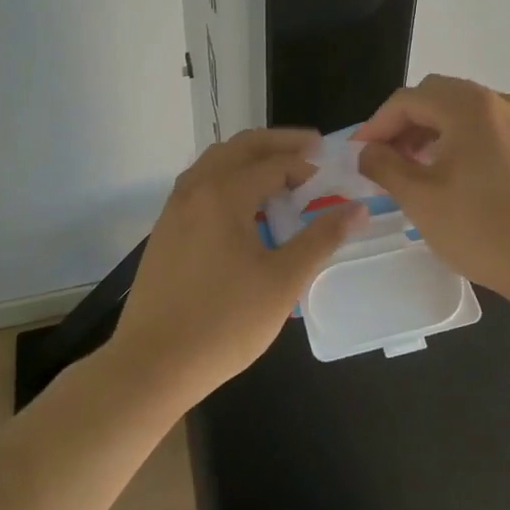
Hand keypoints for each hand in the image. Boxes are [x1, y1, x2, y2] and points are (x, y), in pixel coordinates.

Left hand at [109, 128, 362, 405]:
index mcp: (223, 194)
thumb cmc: (224, 323)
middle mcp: (195, 190)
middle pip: (240, 147)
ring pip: (215, 162)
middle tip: (311, 150)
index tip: (332, 173)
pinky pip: (200, 185)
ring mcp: (174, 210)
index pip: (274, 162)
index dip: (307, 164)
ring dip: (250, 158)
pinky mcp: (164, 232)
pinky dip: (228, 178)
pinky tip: (244, 207)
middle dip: (278, 143)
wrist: (151, 366)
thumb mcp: (283, 281)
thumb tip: (358, 209)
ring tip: (280, 174)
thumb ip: (321, 238)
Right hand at [354, 75, 509, 308]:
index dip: (377, 124)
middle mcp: (499, 103)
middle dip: (406, 124)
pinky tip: (457, 178)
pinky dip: (463, 142)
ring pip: (466, 113)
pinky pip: (489, 131)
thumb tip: (367, 151)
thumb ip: (385, 166)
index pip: (409, 100)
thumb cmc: (483, 228)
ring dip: (434, 132)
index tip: (359, 153)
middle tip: (386, 158)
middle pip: (439, 97)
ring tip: (416, 169)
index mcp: (469, 106)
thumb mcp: (421, 199)